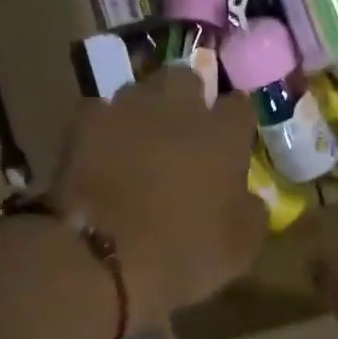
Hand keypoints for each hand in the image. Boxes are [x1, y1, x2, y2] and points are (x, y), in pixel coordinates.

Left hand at [53, 67, 265, 329]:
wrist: (101, 259)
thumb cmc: (182, 255)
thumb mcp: (239, 249)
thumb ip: (251, 211)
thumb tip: (249, 197)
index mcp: (223, 133)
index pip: (239, 105)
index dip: (235, 122)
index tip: (231, 141)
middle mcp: (178, 107)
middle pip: (186, 79)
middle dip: (186, 97)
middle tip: (182, 130)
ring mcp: (128, 108)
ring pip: (140, 90)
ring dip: (144, 109)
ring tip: (139, 139)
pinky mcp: (86, 121)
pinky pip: (100, 111)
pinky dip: (104, 127)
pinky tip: (102, 151)